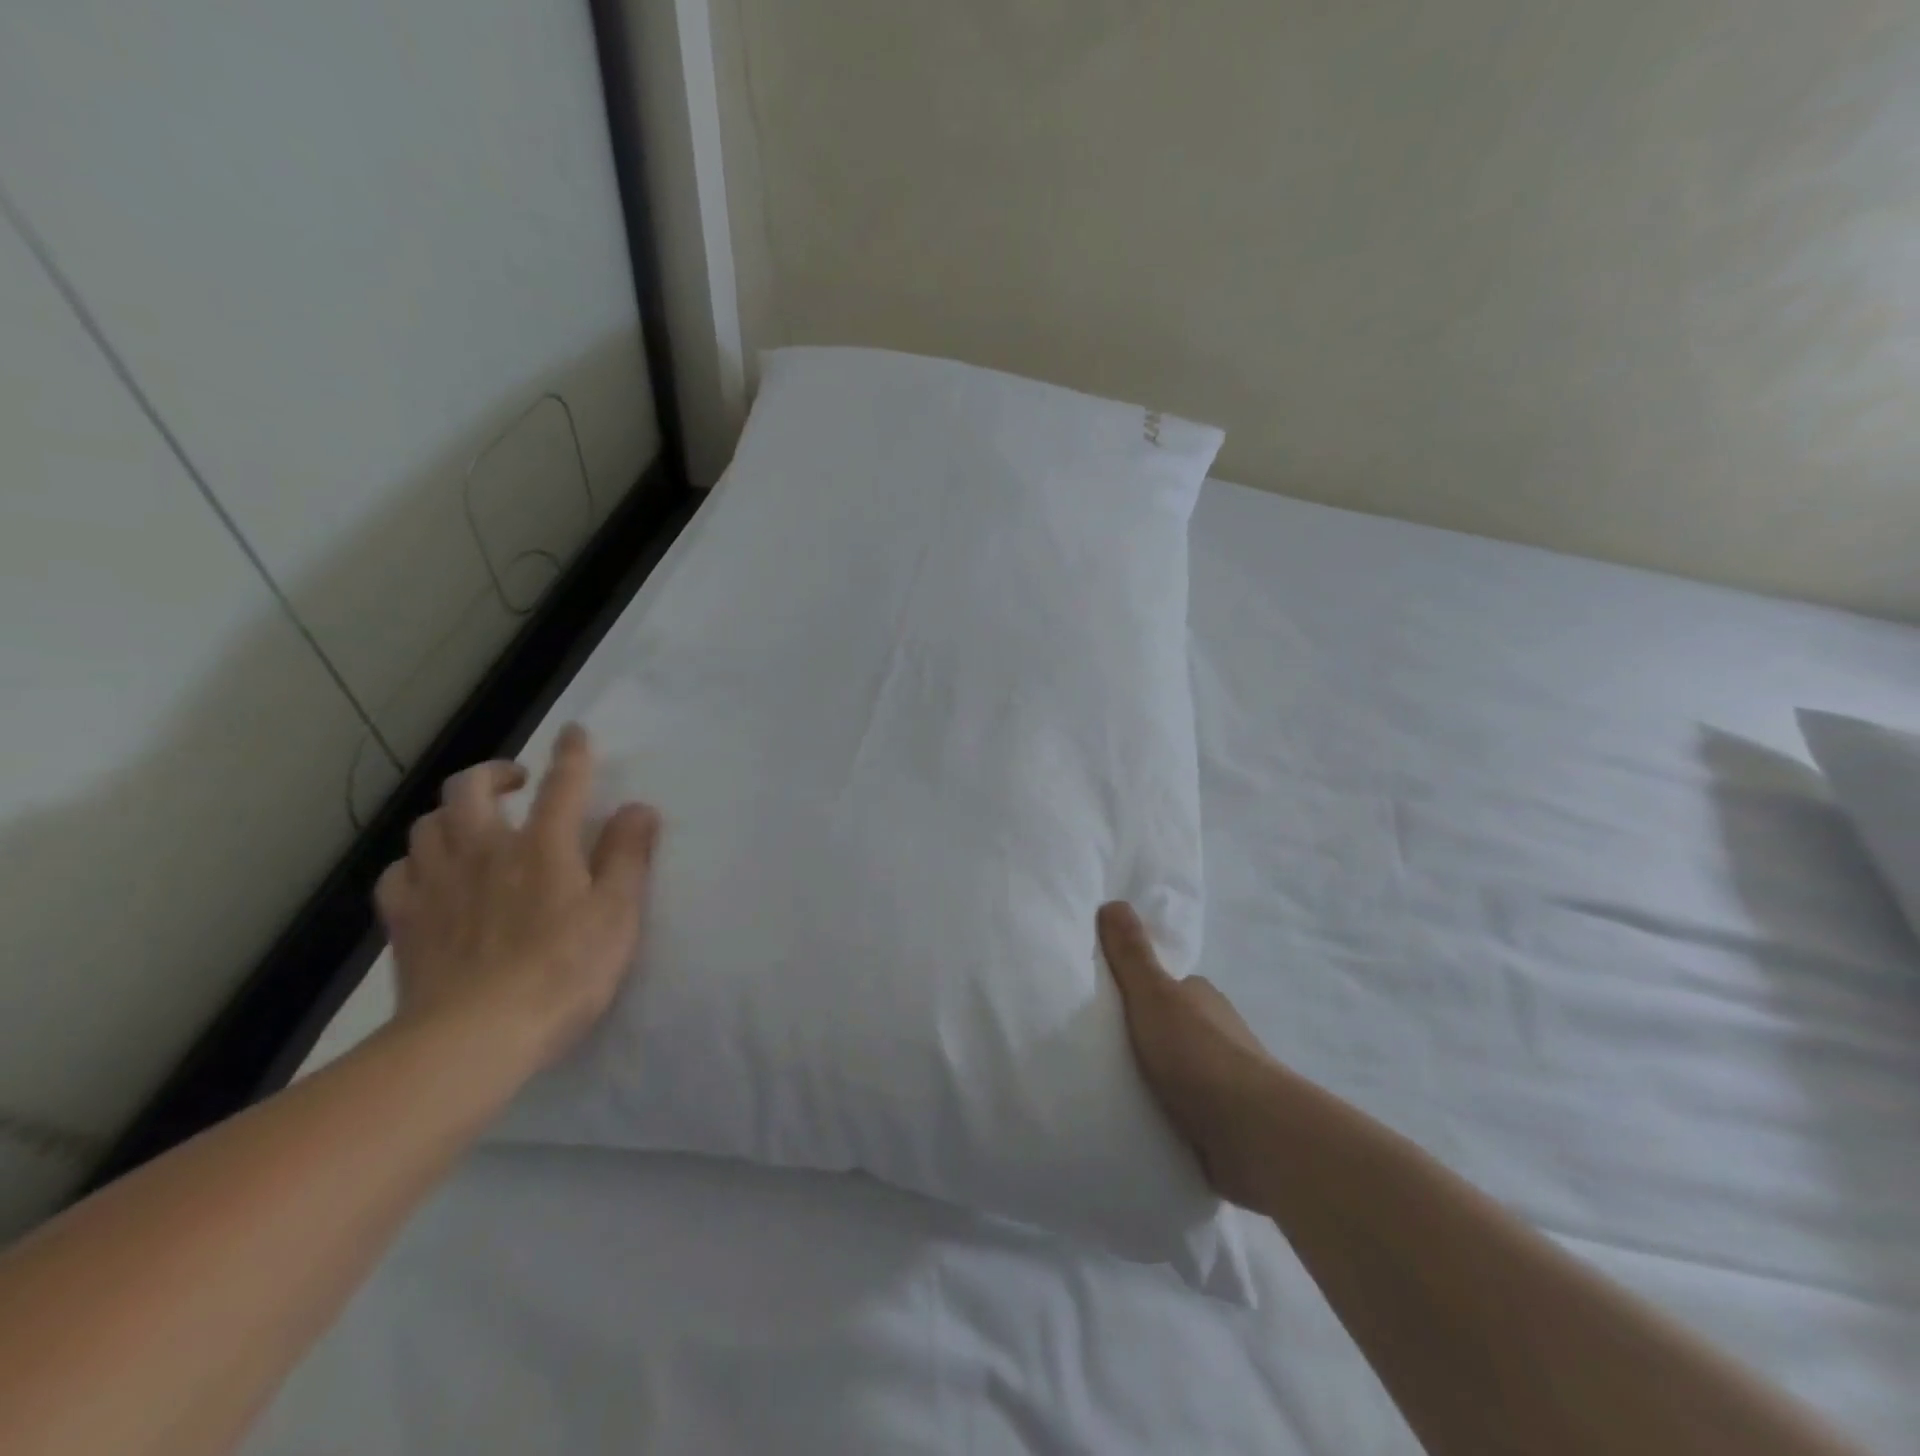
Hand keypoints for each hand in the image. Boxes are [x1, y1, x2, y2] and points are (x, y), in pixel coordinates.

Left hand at [375, 723, 661, 1073]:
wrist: (472, 1039)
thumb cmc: (562, 973)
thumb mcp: (617, 914)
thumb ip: (628, 856)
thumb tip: (639, 808)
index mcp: (543, 846)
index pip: (562, 783)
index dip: (572, 753)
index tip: (575, 732)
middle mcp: (484, 851)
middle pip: (470, 788)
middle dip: (494, 771)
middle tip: (516, 780)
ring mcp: (436, 884)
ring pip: (428, 824)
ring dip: (452, 812)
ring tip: (473, 823)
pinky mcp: (405, 921)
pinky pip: (398, 872)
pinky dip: (416, 861)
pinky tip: (431, 873)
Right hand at [1099, 901, 1278, 1208]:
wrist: (1252, 1131)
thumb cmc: (1197, 1052)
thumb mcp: (1153, 994)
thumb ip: (1132, 954)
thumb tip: (1113, 901)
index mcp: (1201, 997)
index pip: (1168, 985)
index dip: (1140, 990)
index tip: (1108, 1005)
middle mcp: (1218, 1031)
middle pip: (1175, 1026)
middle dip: (1148, 1036)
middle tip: (1105, 1049)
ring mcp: (1226, 1078)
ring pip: (1184, 1069)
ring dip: (1162, 1077)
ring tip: (1119, 1090)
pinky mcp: (1228, 1121)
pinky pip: (1191, 1108)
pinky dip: (1173, 1111)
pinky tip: (1149, 1121)